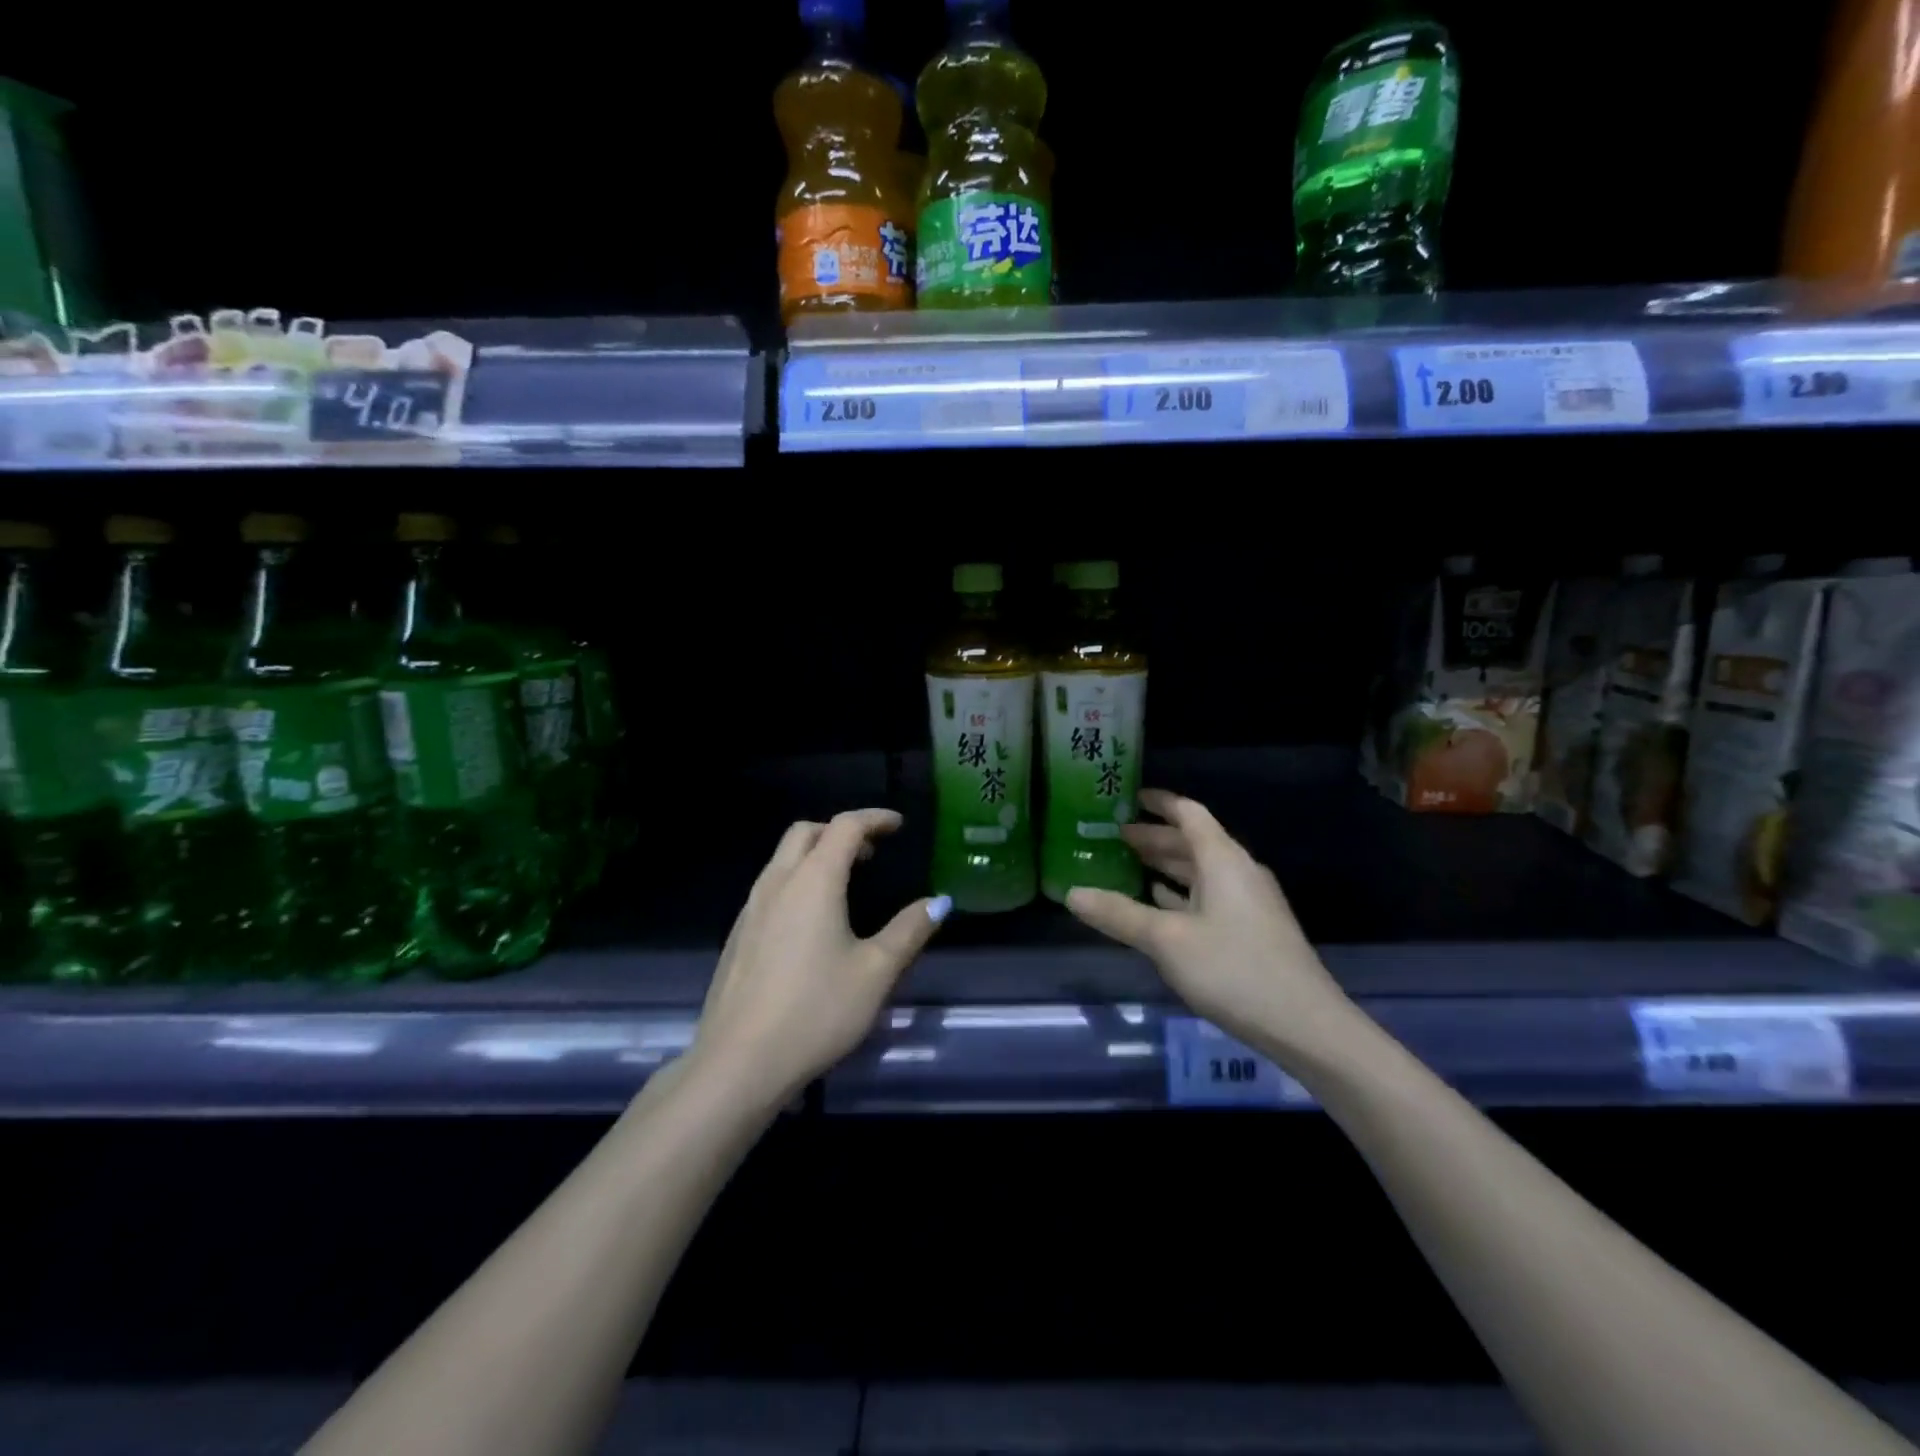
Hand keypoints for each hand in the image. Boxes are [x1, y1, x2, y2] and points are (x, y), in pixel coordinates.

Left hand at [689, 809, 948, 1099]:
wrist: (739, 1062)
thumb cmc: (817, 1011)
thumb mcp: (876, 972)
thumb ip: (909, 930)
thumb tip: (939, 902)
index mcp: (813, 881)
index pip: (845, 827)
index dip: (874, 819)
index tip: (898, 825)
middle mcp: (777, 883)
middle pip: (806, 832)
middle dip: (840, 831)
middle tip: (871, 853)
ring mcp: (750, 908)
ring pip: (783, 859)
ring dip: (816, 854)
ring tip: (846, 883)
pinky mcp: (738, 935)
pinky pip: (770, 887)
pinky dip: (797, 880)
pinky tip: (811, 922)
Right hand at [1065, 790, 1350, 1060]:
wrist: (1304, 1025)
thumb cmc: (1233, 969)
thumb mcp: (1167, 940)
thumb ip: (1119, 914)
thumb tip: (1071, 893)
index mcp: (1222, 860)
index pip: (1188, 813)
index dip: (1158, 802)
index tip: (1128, 797)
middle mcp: (1238, 872)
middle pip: (1192, 842)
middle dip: (1153, 837)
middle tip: (1112, 837)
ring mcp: (1248, 902)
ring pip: (1200, 871)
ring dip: (1165, 866)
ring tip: (1127, 866)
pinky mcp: (1251, 930)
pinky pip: (1209, 896)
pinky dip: (1181, 894)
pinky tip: (1159, 905)